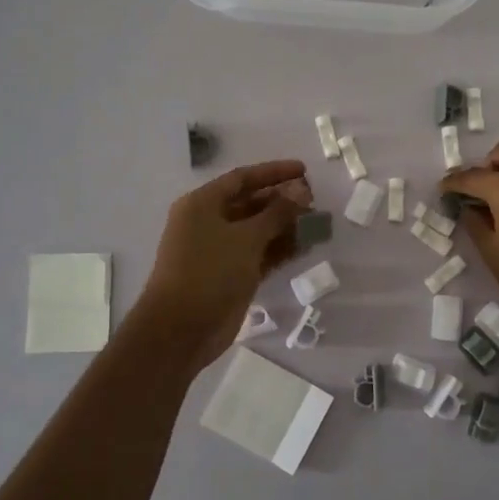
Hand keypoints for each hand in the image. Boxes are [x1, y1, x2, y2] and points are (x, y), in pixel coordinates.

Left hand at [136, 160, 310, 368]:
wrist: (181, 329)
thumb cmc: (209, 272)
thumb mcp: (246, 237)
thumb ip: (277, 213)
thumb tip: (301, 190)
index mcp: (202, 204)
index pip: (242, 178)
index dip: (273, 173)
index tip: (304, 170)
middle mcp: (208, 222)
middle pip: (250, 203)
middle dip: (282, 200)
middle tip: (314, 199)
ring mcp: (220, 251)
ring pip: (257, 230)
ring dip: (285, 225)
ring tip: (316, 221)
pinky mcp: (231, 275)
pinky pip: (260, 254)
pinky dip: (280, 249)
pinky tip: (305, 245)